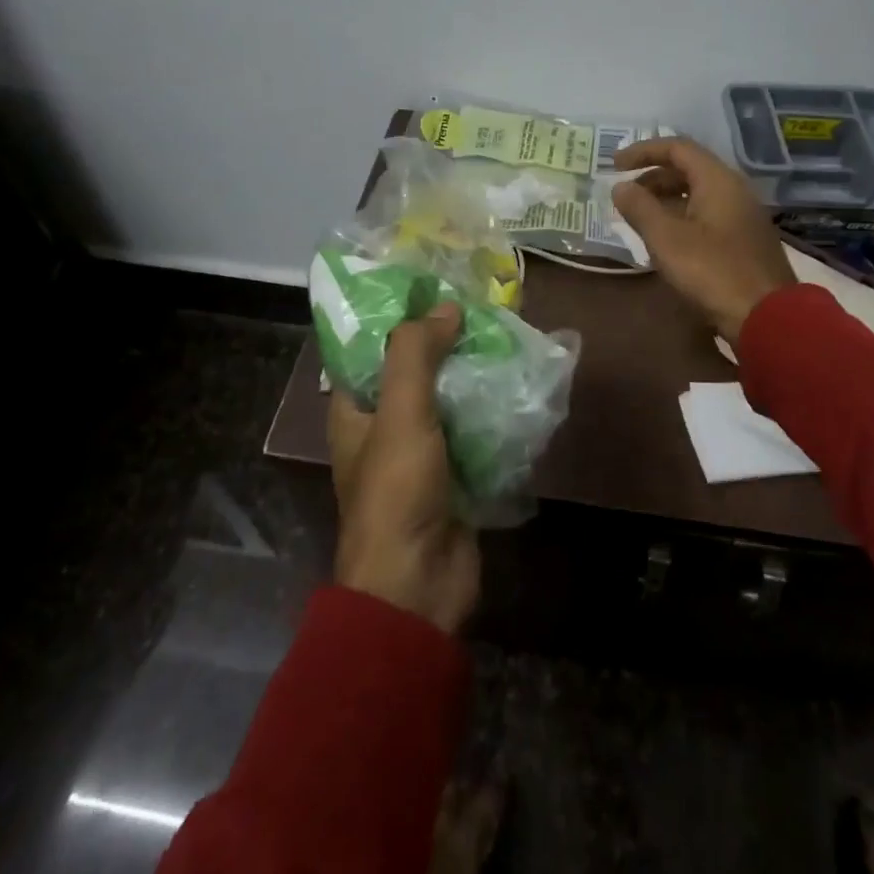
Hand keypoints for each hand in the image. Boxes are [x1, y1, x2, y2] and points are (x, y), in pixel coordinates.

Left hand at [326, 303, 479, 633]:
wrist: (419, 583)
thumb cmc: (397, 492)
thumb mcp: (400, 413)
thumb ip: (416, 354)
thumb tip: (445, 307)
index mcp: (356, 412)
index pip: (370, 352)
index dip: (397, 320)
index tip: (433, 289)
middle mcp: (385, 429)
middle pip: (415, 374)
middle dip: (446, 345)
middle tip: (482, 310)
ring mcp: (422, 455)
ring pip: (448, 402)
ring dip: (473, 377)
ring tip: (506, 339)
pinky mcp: (455, 477)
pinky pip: (473, 433)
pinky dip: (491, 412)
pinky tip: (518, 387)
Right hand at [611, 137, 794, 344]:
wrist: (766, 316)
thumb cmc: (712, 272)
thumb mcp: (666, 239)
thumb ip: (640, 208)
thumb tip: (620, 187)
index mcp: (717, 180)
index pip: (677, 148)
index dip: (642, 151)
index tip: (614, 166)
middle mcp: (734, 189)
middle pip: (688, 169)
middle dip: (652, 177)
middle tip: (625, 196)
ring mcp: (742, 215)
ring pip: (698, 193)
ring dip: (666, 199)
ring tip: (639, 218)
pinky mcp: (744, 239)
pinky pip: (707, 214)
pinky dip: (681, 216)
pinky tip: (666, 239)